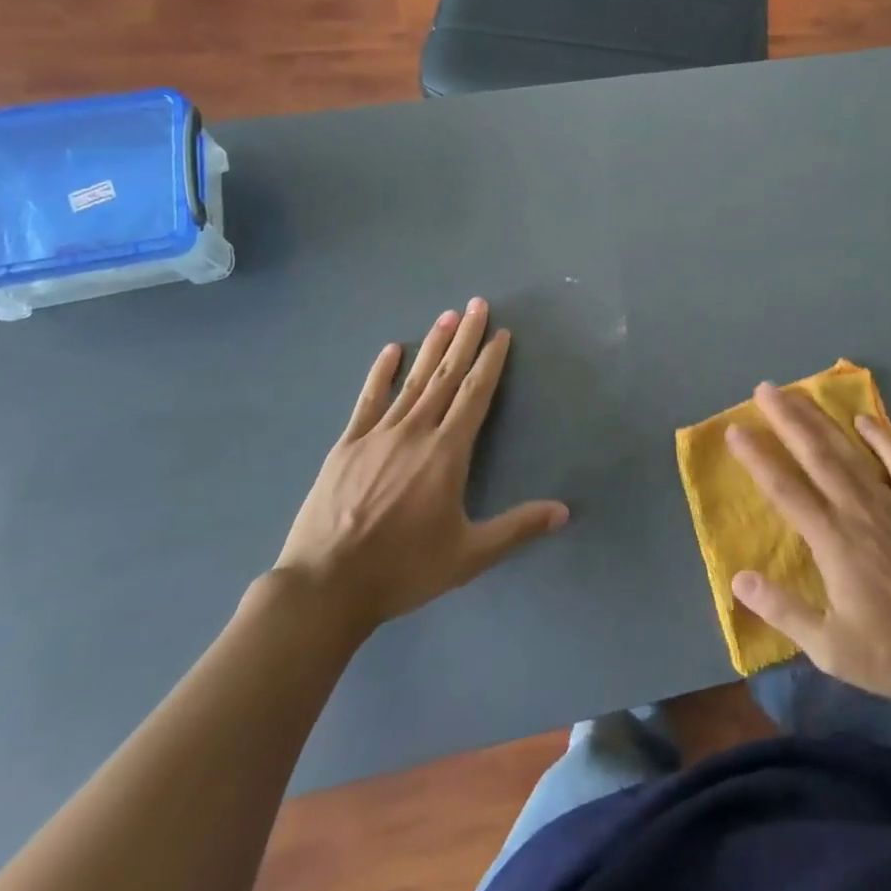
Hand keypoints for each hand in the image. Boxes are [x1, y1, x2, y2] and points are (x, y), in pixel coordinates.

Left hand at [270, 298, 567, 648]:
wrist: (326, 586)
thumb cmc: (403, 569)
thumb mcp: (469, 555)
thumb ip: (517, 528)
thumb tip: (565, 512)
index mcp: (447, 452)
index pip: (475, 394)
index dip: (490, 361)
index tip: (500, 333)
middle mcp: (416, 431)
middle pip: (447, 375)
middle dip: (465, 338)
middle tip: (477, 304)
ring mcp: (378, 434)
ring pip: (413, 380)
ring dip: (432, 346)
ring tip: (446, 316)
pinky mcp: (347, 444)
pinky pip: (369, 399)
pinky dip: (382, 372)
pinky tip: (391, 349)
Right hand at [727, 385, 890, 701]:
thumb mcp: (829, 647)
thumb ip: (783, 610)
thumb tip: (738, 579)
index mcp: (832, 540)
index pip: (785, 489)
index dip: (757, 457)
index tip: (734, 429)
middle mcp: (857, 509)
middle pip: (815, 454)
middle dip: (787, 419)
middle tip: (764, 389)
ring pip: (850, 450)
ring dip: (821, 419)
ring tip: (798, 394)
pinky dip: (882, 437)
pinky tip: (864, 419)